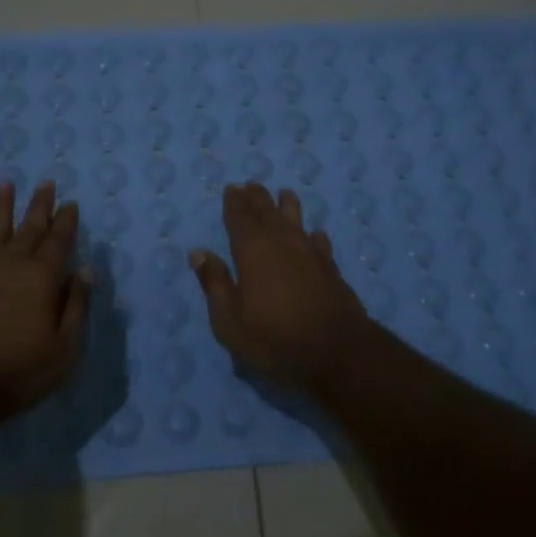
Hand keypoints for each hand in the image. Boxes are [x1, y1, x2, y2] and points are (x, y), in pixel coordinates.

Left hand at [0, 180, 91, 415]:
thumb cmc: (18, 369)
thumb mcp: (64, 347)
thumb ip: (76, 305)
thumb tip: (84, 270)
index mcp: (43, 276)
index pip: (59, 239)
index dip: (66, 220)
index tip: (70, 203)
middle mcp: (12, 262)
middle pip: (29, 226)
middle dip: (40, 204)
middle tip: (46, 182)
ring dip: (2, 205)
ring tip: (6, 183)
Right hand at [190, 183, 371, 393]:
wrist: (337, 351)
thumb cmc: (274, 338)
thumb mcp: (230, 320)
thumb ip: (215, 283)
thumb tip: (198, 253)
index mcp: (252, 251)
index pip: (240, 218)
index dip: (234, 203)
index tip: (231, 188)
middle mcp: (282, 243)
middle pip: (268, 212)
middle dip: (257, 198)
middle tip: (250, 185)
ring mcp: (310, 254)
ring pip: (297, 220)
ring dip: (288, 206)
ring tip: (284, 193)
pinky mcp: (331, 269)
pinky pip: (320, 243)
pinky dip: (313, 235)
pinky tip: (315, 234)